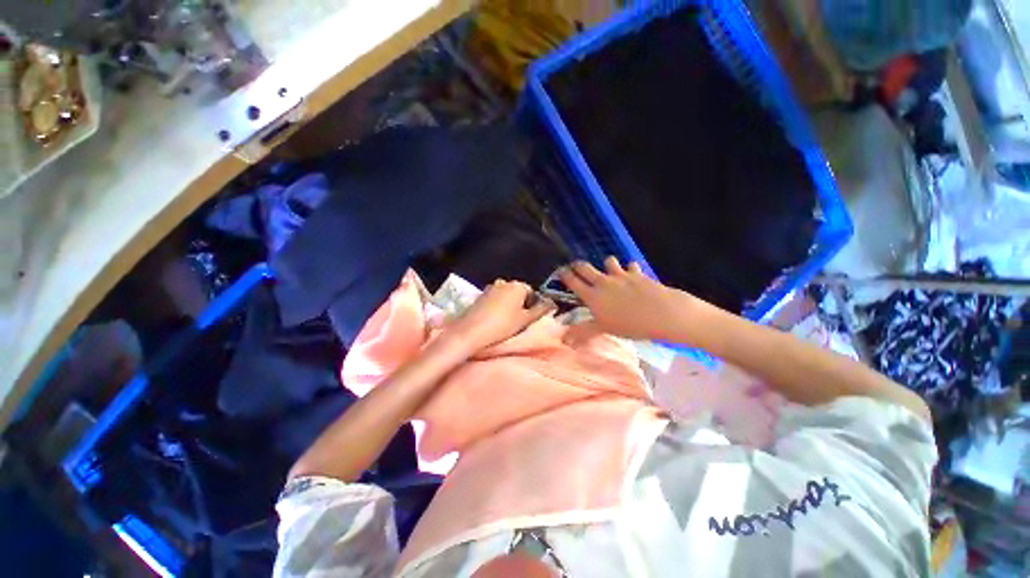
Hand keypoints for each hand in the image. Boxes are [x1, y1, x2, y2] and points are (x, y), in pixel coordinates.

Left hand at [445, 280, 554, 353]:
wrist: (470, 331)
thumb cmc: (503, 325)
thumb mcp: (526, 319)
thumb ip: (541, 309)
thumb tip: (553, 302)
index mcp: (517, 285)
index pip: (531, 292)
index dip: (533, 305)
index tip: (529, 319)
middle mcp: (504, 282)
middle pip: (518, 293)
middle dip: (520, 304)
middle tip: (519, 321)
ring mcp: (490, 288)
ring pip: (505, 296)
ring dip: (508, 305)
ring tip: (506, 321)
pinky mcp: (479, 295)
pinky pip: (494, 299)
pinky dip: (497, 306)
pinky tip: (494, 319)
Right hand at [559, 256, 694, 340]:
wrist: (661, 313)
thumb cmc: (629, 324)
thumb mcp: (604, 329)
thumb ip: (584, 332)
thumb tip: (565, 339)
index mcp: (592, 295)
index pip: (573, 281)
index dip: (565, 275)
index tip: (561, 272)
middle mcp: (603, 282)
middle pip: (585, 267)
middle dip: (578, 265)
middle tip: (576, 267)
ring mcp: (620, 275)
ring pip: (608, 261)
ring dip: (606, 265)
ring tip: (608, 270)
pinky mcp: (637, 273)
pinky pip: (630, 265)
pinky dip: (630, 268)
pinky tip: (632, 274)